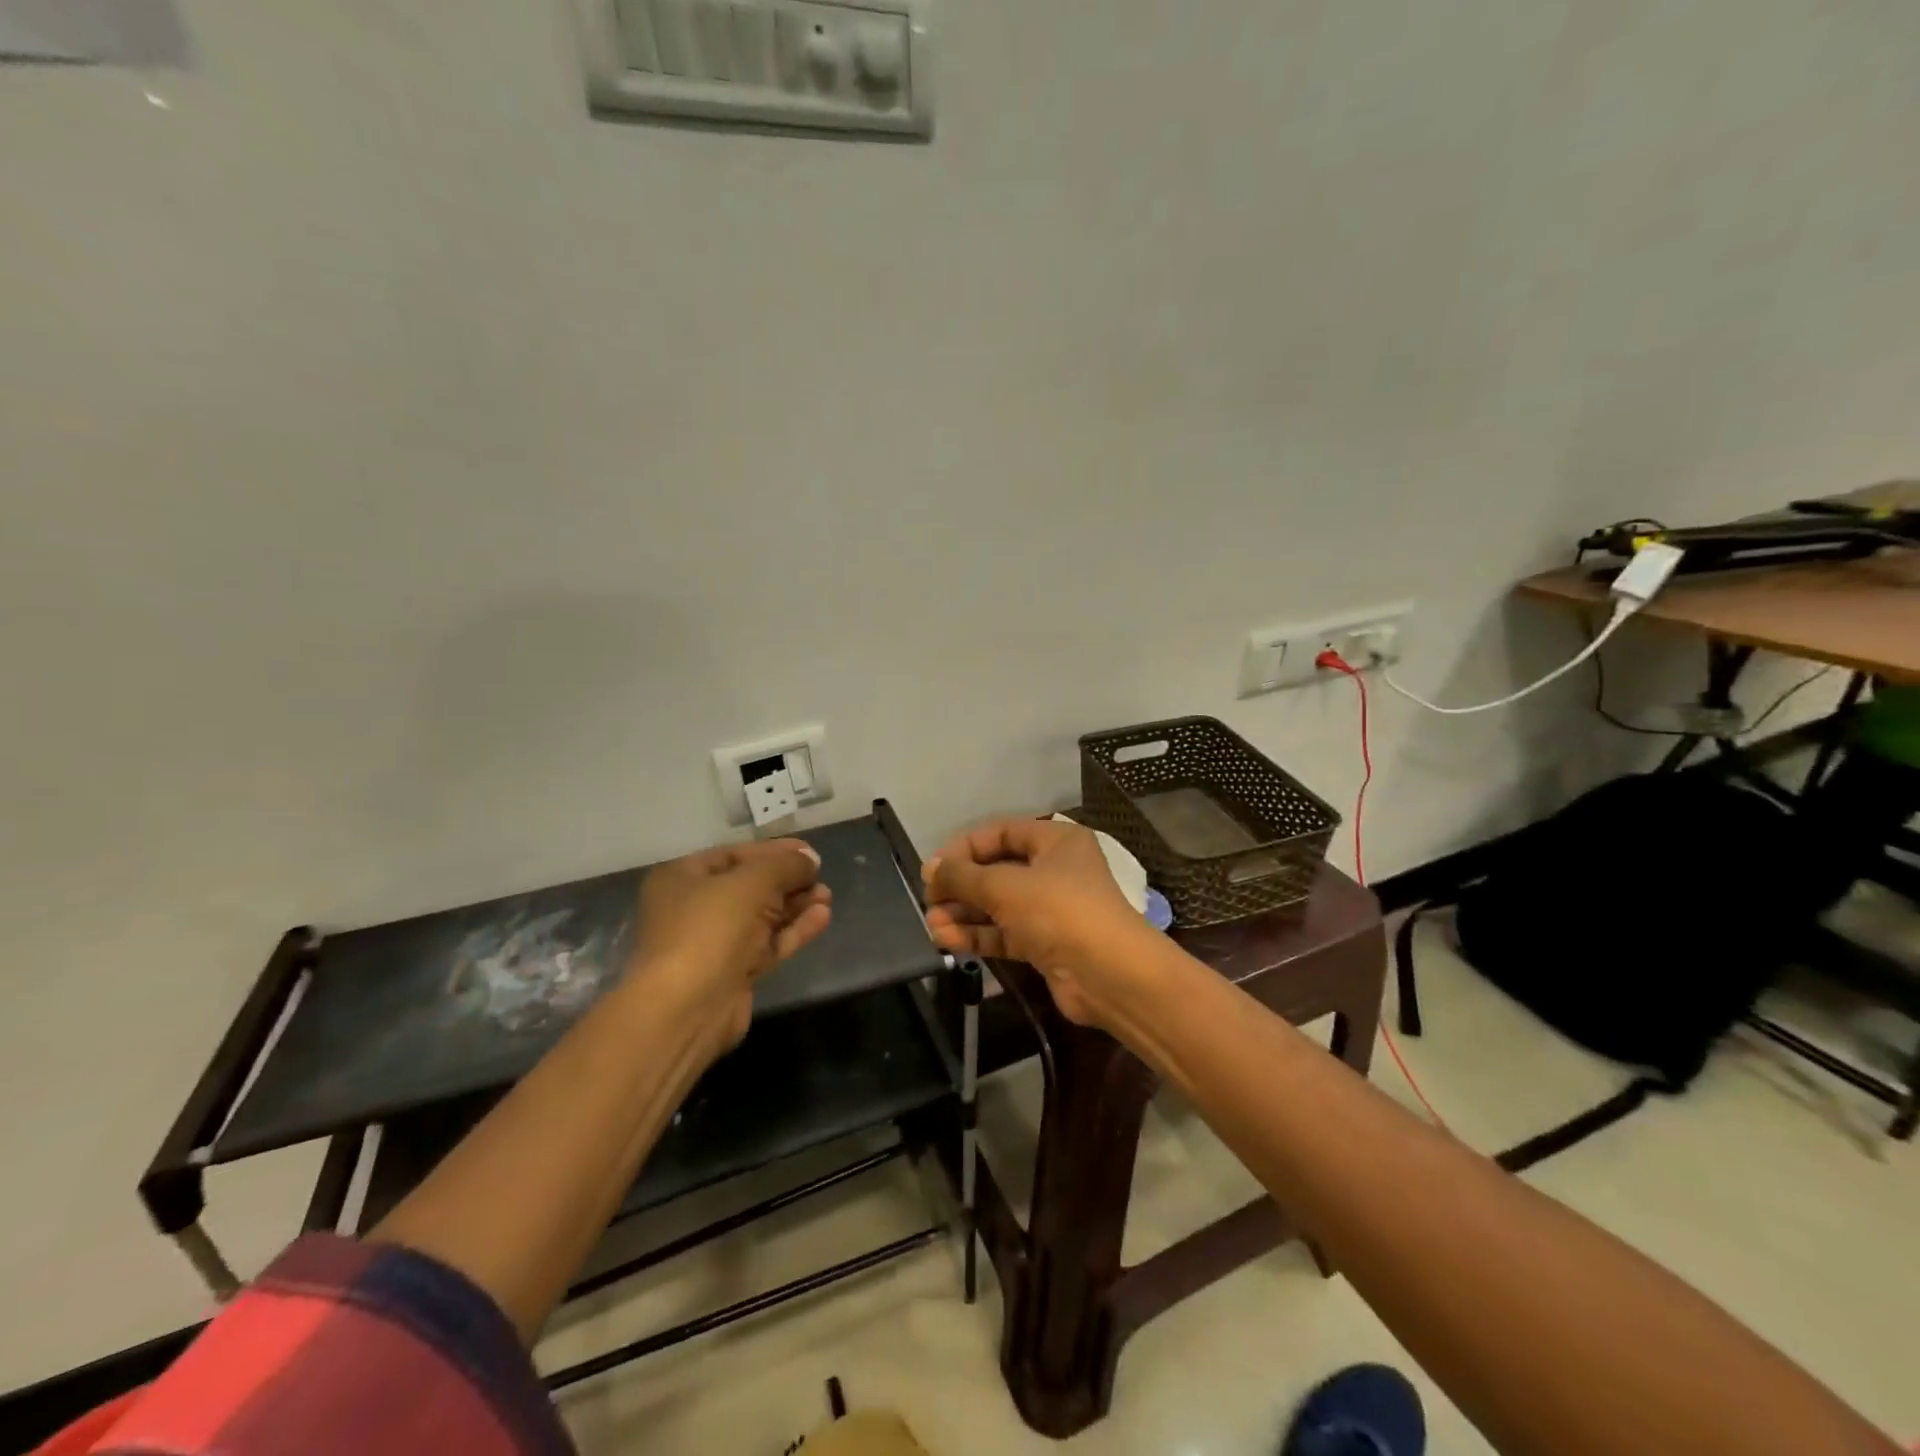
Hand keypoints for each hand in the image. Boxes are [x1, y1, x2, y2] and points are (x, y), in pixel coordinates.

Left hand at [629, 839, 831, 1051]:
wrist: (687, 1008)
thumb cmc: (711, 927)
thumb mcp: (752, 881)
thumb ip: (785, 865)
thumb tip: (809, 861)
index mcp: (683, 878)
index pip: (735, 855)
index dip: (774, 851)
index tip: (808, 852)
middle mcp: (694, 908)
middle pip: (750, 886)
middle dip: (788, 880)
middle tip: (820, 875)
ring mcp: (714, 943)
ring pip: (762, 917)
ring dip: (795, 905)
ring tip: (827, 896)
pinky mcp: (734, 972)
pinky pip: (768, 943)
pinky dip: (793, 930)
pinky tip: (822, 917)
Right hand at [923, 817, 1154, 1028]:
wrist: (1109, 976)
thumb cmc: (1059, 911)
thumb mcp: (1005, 886)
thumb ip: (963, 876)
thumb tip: (929, 867)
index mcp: (1055, 841)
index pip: (1000, 833)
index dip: (965, 847)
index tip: (934, 867)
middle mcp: (1054, 870)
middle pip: (997, 870)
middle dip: (961, 886)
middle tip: (929, 900)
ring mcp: (1050, 909)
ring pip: (998, 905)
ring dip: (965, 914)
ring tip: (932, 926)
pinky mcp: (1045, 944)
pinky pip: (1004, 933)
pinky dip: (978, 935)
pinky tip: (948, 940)